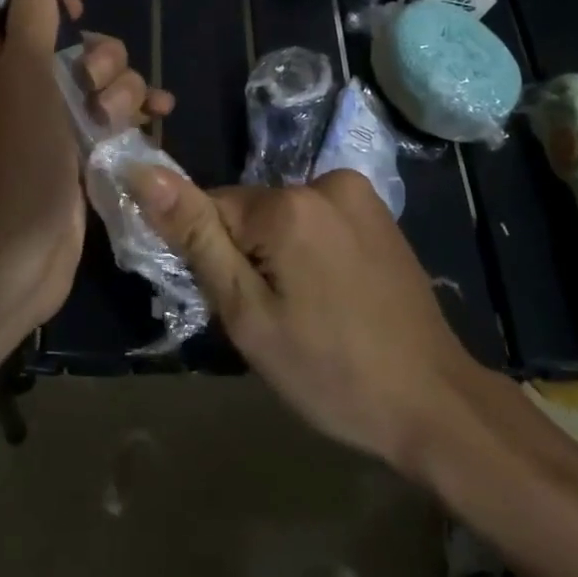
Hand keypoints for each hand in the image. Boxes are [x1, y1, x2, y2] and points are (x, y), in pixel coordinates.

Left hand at [0, 0, 171, 330]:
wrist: (13, 258)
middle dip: (99, 60)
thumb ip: (29, 19)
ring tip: (113, 123)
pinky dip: (133, 115)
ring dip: (120, 91)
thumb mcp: (20, 78)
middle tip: (97, 89)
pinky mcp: (76, 156)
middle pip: (74, 46)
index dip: (54, 9)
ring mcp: (48, 125)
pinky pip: (110, 119)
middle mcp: (15, 88)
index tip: (79, 18)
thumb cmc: (12, 162)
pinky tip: (159, 116)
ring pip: (100, 83)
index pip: (21, 11)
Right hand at [128, 165, 513, 469]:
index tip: (238, 305)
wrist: (433, 403)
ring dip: (279, 254)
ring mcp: (360, 194)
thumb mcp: (248, 314)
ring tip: (307, 311)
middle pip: (250, 212)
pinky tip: (333, 295)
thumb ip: (196, 238)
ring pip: (283, 217)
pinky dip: (311, 250)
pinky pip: (318, 220)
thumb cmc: (330, 371)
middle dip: (247, 256)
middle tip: (274, 318)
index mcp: (288, 205)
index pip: (210, 210)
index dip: (213, 258)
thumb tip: (144, 173)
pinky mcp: (380, 213)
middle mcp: (325, 182)